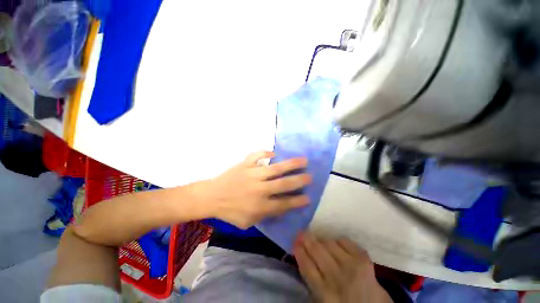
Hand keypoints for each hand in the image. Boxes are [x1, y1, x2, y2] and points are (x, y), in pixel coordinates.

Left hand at [203, 151, 310, 228]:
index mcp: (259, 206)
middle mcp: (259, 189)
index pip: (284, 204)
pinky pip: (256, 155)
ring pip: (275, 168)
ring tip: (303, 160)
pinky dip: (265, 152)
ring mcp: (252, 174)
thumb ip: (265, 215)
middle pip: (283, 184)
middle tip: (310, 176)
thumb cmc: (230, 211)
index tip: (308, 197)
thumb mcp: (248, 221)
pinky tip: (273, 153)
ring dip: (290, 164)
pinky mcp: (244, 165)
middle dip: (299, 180)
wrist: (211, 197)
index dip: (297, 201)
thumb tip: (281, 206)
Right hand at [294, 233, 392, 302]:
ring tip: (319, 241)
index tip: (294, 242)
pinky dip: (338, 240)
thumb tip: (302, 255)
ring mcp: (351, 266)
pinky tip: (336, 245)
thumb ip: (312, 279)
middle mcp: (337, 278)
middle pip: (317, 251)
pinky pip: (344, 240)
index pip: (307, 266)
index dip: (299, 251)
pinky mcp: (363, 259)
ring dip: (321, 240)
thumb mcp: (323, 299)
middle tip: (301, 232)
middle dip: (306, 239)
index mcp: (325, 293)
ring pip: (329, 243)